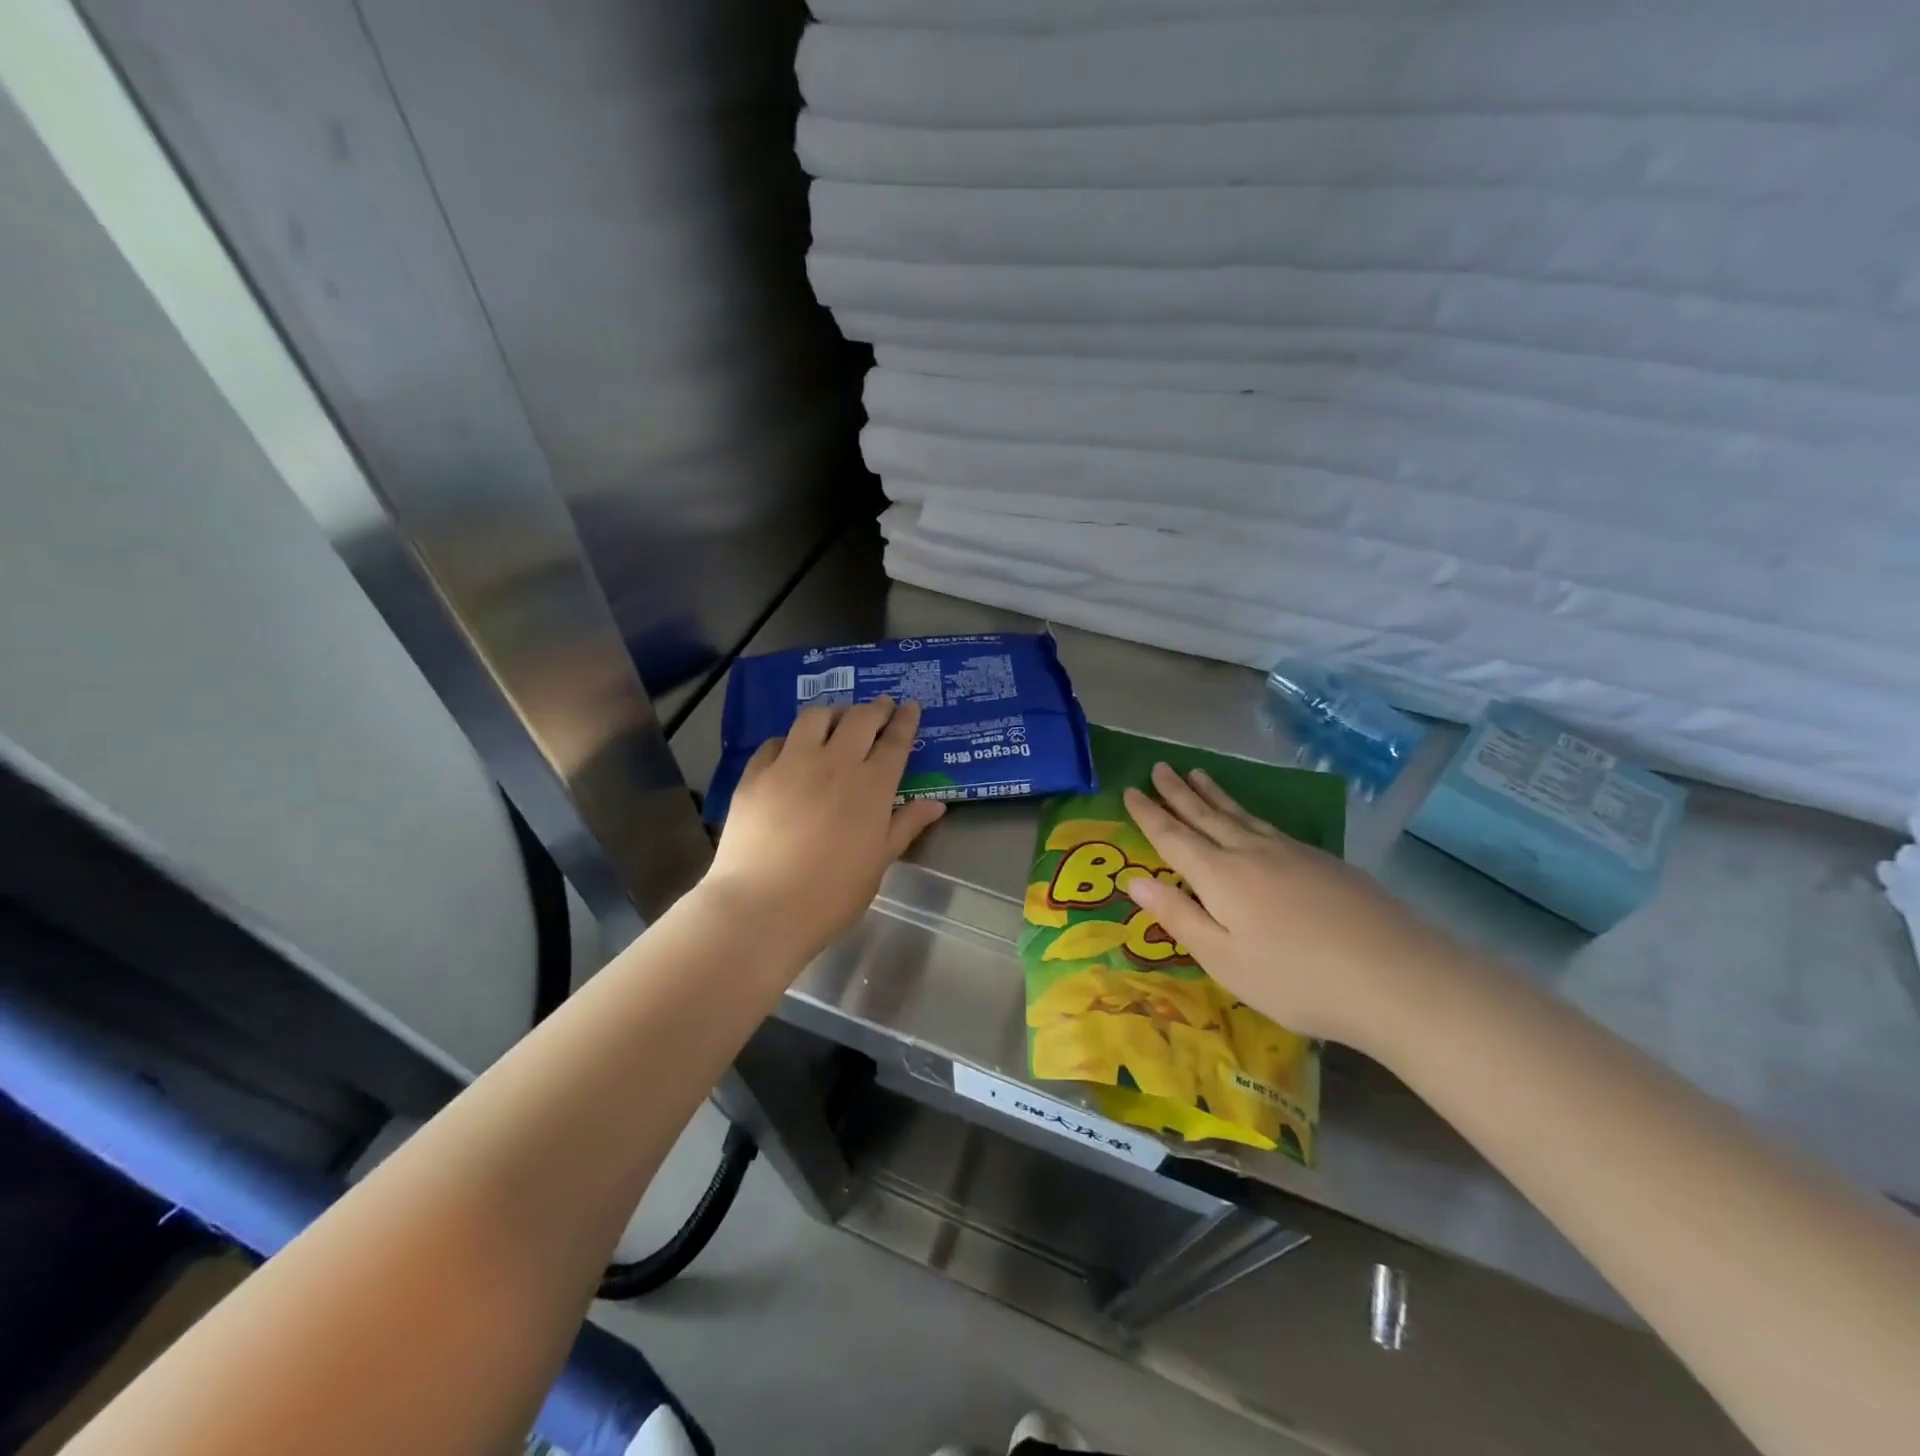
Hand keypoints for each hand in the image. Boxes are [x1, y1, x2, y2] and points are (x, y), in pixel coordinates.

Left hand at [704, 697, 945, 955]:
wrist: (763, 906)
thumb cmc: (832, 893)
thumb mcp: (879, 862)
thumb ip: (906, 826)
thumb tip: (936, 804)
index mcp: (872, 786)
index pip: (895, 741)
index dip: (906, 720)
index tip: (910, 706)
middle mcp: (835, 763)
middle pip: (860, 719)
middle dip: (875, 708)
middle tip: (881, 706)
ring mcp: (791, 763)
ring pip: (815, 717)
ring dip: (833, 713)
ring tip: (837, 719)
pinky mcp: (756, 774)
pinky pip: (776, 741)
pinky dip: (791, 739)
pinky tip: (791, 749)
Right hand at [1121, 763, 1458, 1047]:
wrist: (1395, 976)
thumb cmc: (1295, 978)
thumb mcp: (1223, 958)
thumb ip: (1177, 916)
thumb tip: (1133, 880)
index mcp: (1220, 876)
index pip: (1173, 837)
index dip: (1149, 814)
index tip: (1130, 791)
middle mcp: (1251, 852)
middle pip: (1206, 815)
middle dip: (1178, 792)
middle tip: (1160, 767)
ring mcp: (1291, 853)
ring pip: (1241, 815)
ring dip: (1214, 794)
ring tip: (1198, 774)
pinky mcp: (1323, 862)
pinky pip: (1269, 826)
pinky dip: (1248, 813)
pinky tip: (1252, 818)